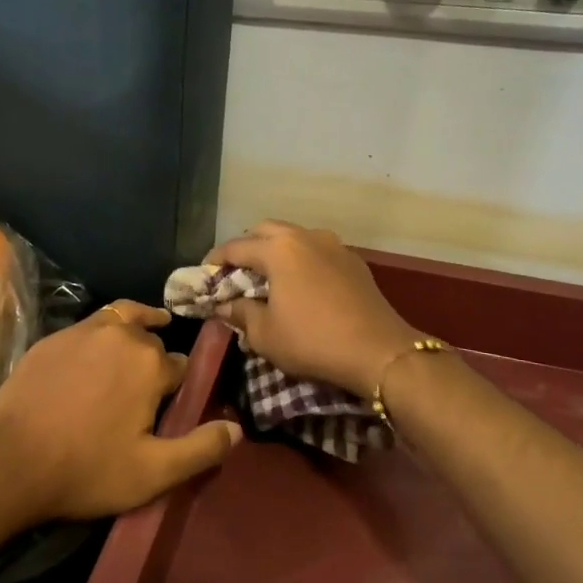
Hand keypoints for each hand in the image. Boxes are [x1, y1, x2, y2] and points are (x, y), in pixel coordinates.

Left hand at [0, 301, 239, 521]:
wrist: (8, 460)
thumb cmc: (86, 469)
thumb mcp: (153, 473)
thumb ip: (200, 449)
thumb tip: (237, 428)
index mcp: (151, 364)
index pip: (181, 367)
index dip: (181, 387)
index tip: (174, 405)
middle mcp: (122, 336)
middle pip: (152, 341)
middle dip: (156, 359)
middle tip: (151, 387)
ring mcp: (82, 331)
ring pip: (122, 320)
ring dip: (136, 328)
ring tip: (143, 333)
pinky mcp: (52, 338)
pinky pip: (89, 326)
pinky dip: (102, 332)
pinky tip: (94, 352)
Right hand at [208, 221, 419, 398]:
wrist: (379, 351)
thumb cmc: (312, 341)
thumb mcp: (265, 334)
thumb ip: (239, 313)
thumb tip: (223, 306)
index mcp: (278, 249)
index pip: (236, 247)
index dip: (214, 261)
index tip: (203, 275)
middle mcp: (305, 237)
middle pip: (265, 231)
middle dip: (246, 248)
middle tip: (236, 274)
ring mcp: (334, 246)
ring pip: (295, 237)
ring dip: (276, 251)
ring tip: (268, 278)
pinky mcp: (354, 261)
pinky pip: (317, 251)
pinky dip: (301, 261)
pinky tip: (300, 285)